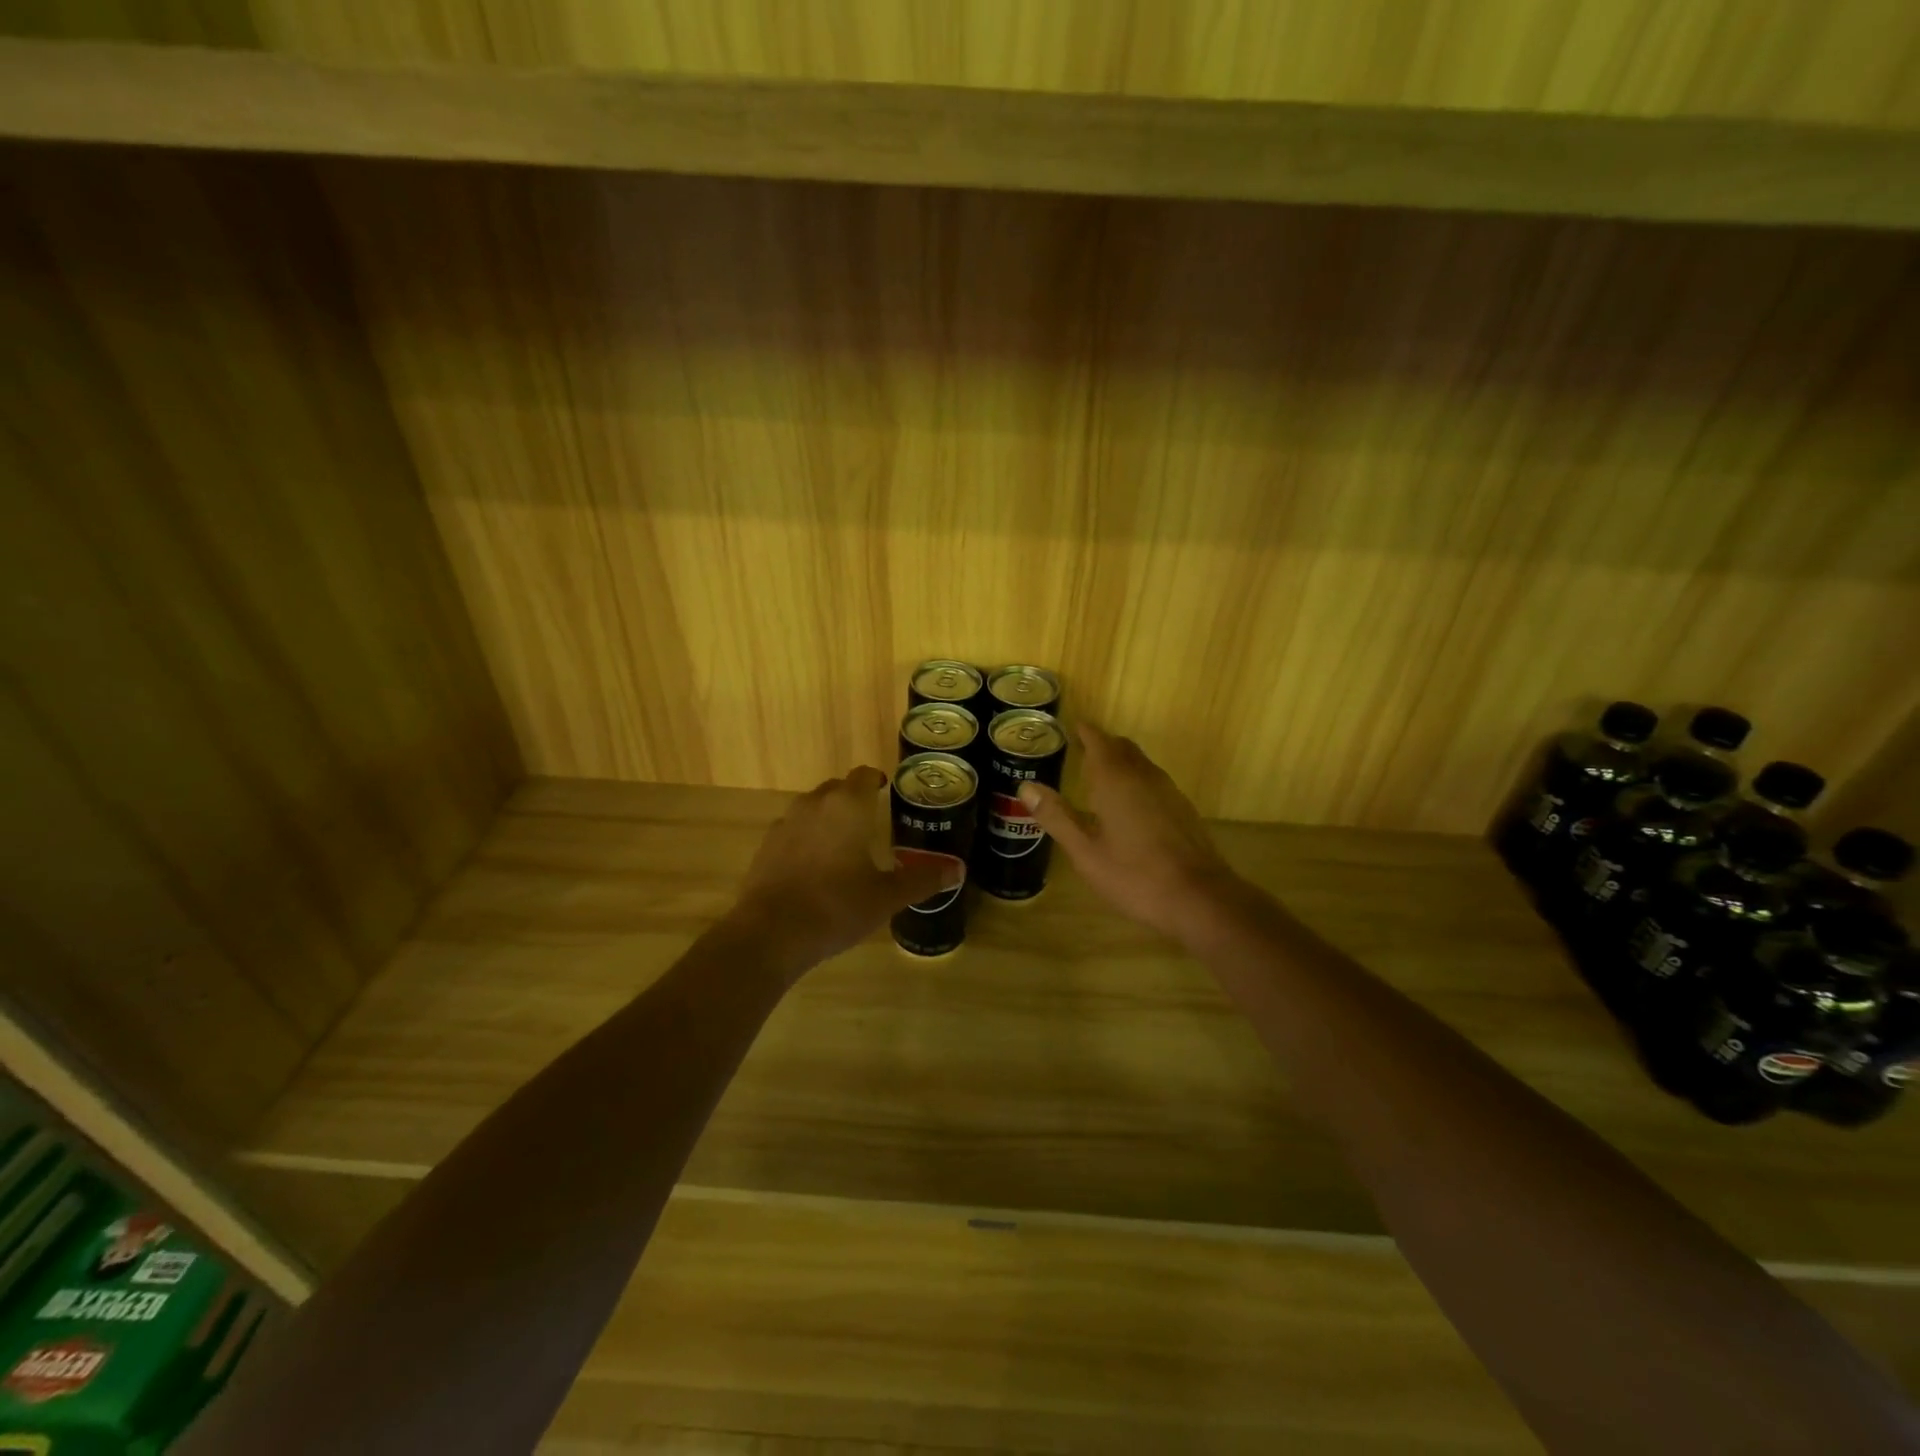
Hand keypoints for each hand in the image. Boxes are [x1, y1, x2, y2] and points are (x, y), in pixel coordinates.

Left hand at [728, 767, 960, 976]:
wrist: (770, 933)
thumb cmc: (836, 907)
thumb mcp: (887, 897)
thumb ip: (922, 879)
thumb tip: (957, 870)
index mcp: (847, 807)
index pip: (864, 775)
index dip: (877, 780)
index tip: (887, 791)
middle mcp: (814, 804)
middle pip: (837, 789)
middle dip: (854, 799)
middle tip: (872, 820)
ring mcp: (785, 824)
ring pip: (812, 808)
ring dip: (829, 818)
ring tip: (844, 844)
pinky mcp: (766, 847)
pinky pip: (793, 831)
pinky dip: (807, 839)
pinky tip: (814, 867)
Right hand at [1019, 725, 1242, 943]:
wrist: (1199, 898)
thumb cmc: (1134, 875)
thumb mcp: (1085, 851)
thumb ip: (1056, 816)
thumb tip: (1026, 786)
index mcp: (1115, 780)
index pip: (1098, 741)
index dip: (1085, 731)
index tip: (1071, 726)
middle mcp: (1143, 776)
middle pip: (1122, 748)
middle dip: (1102, 744)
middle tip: (1080, 749)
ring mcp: (1168, 791)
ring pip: (1140, 763)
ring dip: (1120, 761)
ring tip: (1099, 774)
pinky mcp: (1182, 809)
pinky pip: (1153, 781)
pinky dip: (1135, 779)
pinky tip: (1128, 804)